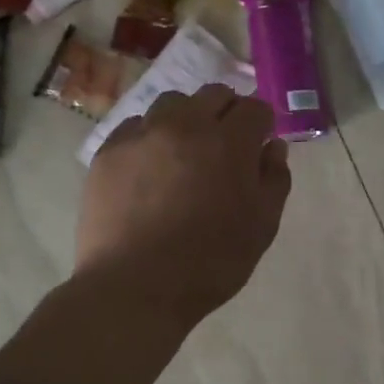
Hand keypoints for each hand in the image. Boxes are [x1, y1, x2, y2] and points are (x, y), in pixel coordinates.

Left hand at [78, 86, 291, 331]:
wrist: (133, 287)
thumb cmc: (209, 263)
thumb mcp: (261, 228)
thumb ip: (274, 179)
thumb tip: (272, 147)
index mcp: (228, 142)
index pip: (255, 108)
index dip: (261, 124)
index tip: (257, 145)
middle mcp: (185, 125)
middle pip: (214, 95)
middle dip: (226, 113)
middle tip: (224, 147)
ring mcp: (143, 134)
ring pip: (172, 103)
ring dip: (186, 118)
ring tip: (183, 151)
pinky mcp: (109, 150)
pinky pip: (136, 126)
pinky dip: (149, 136)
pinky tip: (148, 168)